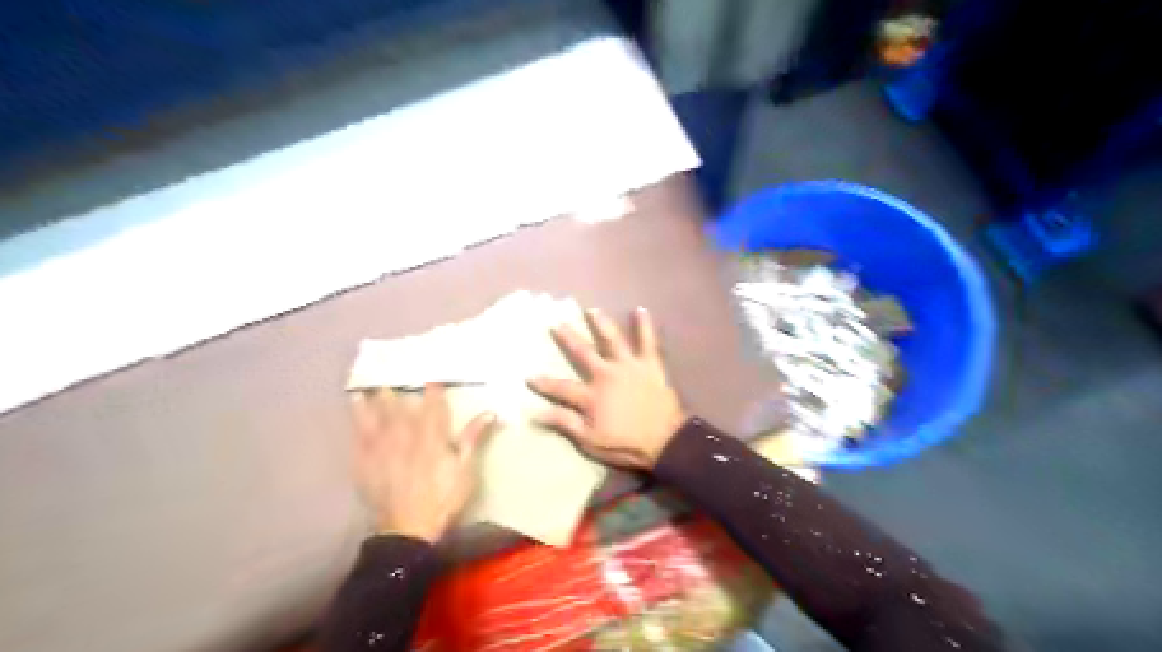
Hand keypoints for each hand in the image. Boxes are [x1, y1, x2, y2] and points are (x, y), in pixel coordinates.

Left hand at [354, 383, 498, 542]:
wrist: (408, 528)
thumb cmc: (443, 498)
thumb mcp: (465, 469)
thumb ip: (474, 438)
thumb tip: (490, 412)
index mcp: (432, 435)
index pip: (434, 404)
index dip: (433, 388)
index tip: (432, 376)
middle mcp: (405, 434)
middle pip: (400, 405)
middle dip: (398, 388)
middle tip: (392, 372)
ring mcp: (382, 447)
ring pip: (376, 415)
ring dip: (372, 399)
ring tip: (366, 385)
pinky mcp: (365, 461)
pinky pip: (359, 434)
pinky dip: (356, 419)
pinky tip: (354, 407)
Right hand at [530, 306, 681, 468]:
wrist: (665, 440)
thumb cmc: (626, 444)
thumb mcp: (590, 441)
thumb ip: (565, 423)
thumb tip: (536, 413)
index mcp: (591, 396)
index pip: (562, 388)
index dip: (544, 383)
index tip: (528, 376)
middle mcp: (607, 375)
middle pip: (584, 353)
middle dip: (569, 338)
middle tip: (557, 324)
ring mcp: (629, 366)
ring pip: (613, 339)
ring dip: (601, 324)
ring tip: (592, 310)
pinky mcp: (650, 364)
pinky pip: (648, 341)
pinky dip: (645, 325)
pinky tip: (640, 309)